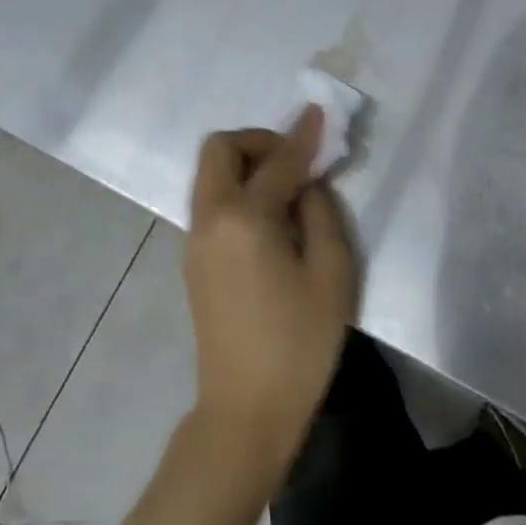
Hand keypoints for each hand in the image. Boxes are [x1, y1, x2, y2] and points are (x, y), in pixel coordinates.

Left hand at [183, 108, 355, 481]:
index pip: (278, 161)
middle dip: (258, 141)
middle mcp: (210, 219)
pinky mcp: (194, 262)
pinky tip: (270, 221)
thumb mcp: (331, 273)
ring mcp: (195, 241)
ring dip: (246, 166)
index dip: (303, 135)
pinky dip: (238, 191)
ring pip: (210, 176)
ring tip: (288, 191)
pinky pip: (212, 203)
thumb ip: (321, 213)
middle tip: (296, 161)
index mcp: (245, 218)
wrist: (246, 411)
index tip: (319, 113)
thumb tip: (308, 183)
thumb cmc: (299, 343)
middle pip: (218, 150)